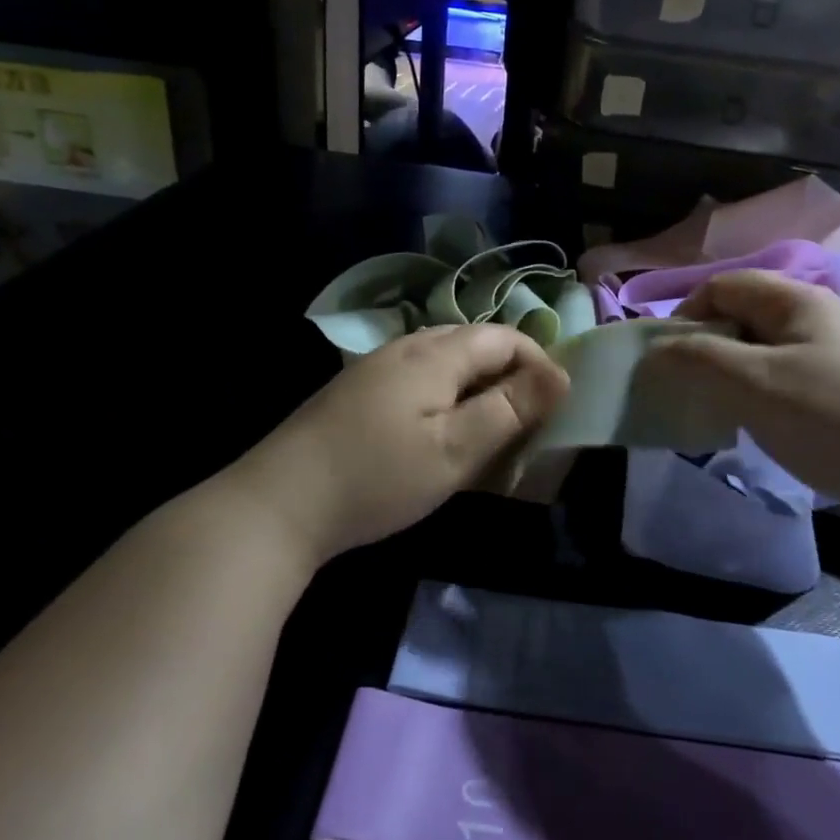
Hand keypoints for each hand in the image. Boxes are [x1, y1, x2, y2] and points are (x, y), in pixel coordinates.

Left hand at [226, 324, 569, 567]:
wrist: (278, 503)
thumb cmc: (377, 477)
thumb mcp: (455, 450)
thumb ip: (510, 409)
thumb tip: (561, 375)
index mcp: (434, 353)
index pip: (503, 337)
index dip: (538, 362)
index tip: (556, 406)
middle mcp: (405, 346)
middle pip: (474, 344)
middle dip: (510, 376)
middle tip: (527, 424)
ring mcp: (376, 367)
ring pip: (445, 362)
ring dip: (477, 388)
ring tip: (489, 432)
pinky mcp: (357, 391)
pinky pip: (419, 379)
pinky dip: (445, 398)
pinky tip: (439, 434)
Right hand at [643, 271, 839, 509]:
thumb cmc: (832, 419)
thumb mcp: (752, 384)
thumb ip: (696, 358)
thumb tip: (656, 349)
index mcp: (800, 300)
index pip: (724, 286)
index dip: (686, 315)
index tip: (667, 361)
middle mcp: (825, 314)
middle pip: (747, 316)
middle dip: (710, 348)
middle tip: (693, 390)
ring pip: (770, 350)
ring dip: (737, 374)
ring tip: (725, 412)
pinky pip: (795, 378)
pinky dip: (767, 395)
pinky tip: (768, 428)